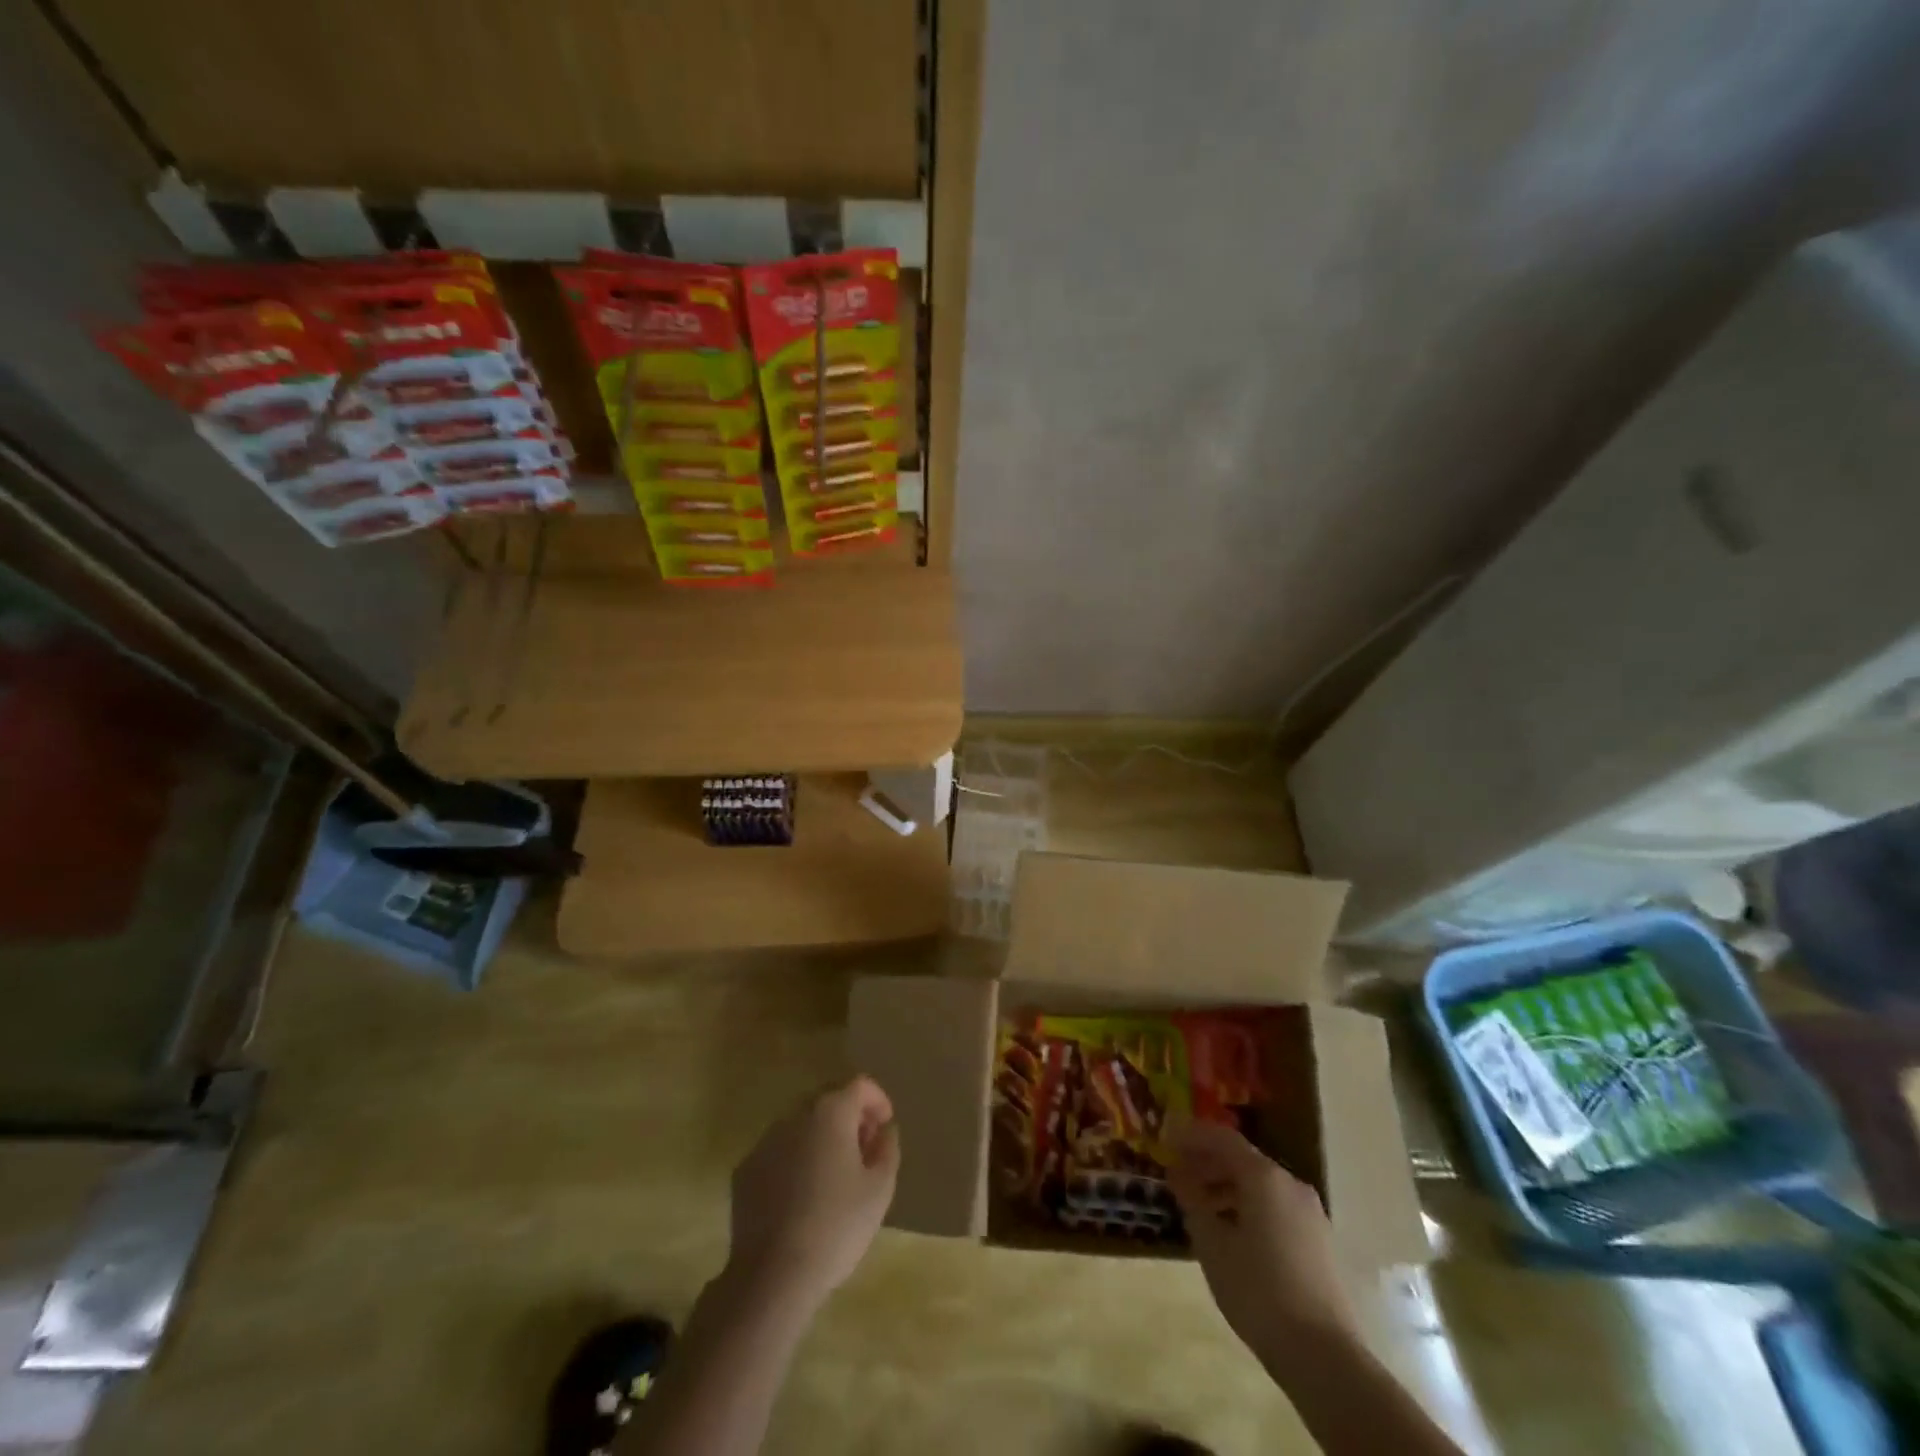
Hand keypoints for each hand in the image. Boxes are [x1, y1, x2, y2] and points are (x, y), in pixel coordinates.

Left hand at [726, 1076, 899, 1312]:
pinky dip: (795, 1158)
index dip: (877, 1100)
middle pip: (828, 1099)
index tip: (885, 1125)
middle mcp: (795, 1115)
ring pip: (801, 1124)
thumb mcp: (880, 1189)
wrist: (772, 1276)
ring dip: (821, 1136)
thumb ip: (887, 1149)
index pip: (860, 1085)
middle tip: (863, 1148)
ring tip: (833, 1173)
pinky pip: (779, 1150)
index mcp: (831, 1112)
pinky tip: (802, 1194)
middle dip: (849, 1115)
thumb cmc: (836, 1227)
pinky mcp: (745, 1169)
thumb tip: (883, 1130)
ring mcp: (765, 1141)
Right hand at [1167, 1120, 1357, 1362]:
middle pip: (1243, 1160)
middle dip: (1207, 1162)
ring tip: (1198, 1206)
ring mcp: (1310, 1214)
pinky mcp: (1319, 1242)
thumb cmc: (1258, 1291)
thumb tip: (1181, 1177)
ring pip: (1260, 1186)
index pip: (1222, 1138)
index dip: (1192, 1135)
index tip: (1166, 1138)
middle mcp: (1290, 1184)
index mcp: (1264, 1177)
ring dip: (1226, 1187)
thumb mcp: (1212, 1244)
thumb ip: (1193, 1202)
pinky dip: (1248, 1206)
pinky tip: (1231, 1231)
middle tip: (1177, 1173)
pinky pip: (1275, 1208)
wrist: (1325, 1356)